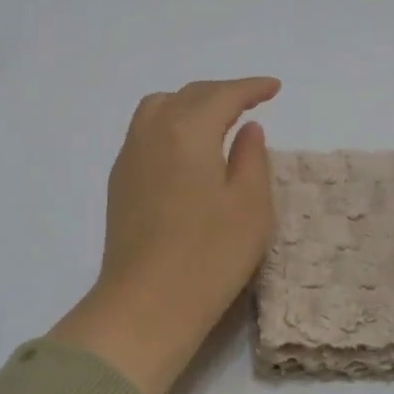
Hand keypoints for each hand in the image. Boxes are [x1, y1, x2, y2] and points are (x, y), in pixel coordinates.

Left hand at [50, 77, 280, 393]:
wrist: (147, 304)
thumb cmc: (210, 256)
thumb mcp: (251, 206)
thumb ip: (252, 158)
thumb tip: (246, 129)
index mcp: (188, 130)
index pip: (223, 95)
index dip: (251, 88)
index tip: (274, 88)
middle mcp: (152, 132)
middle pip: (188, 95)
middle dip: (222, 93)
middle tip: (251, 102)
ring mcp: (130, 157)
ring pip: (159, 109)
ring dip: (190, 104)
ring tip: (215, 121)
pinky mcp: (119, 183)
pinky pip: (145, 132)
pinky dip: (170, 125)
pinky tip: (185, 150)